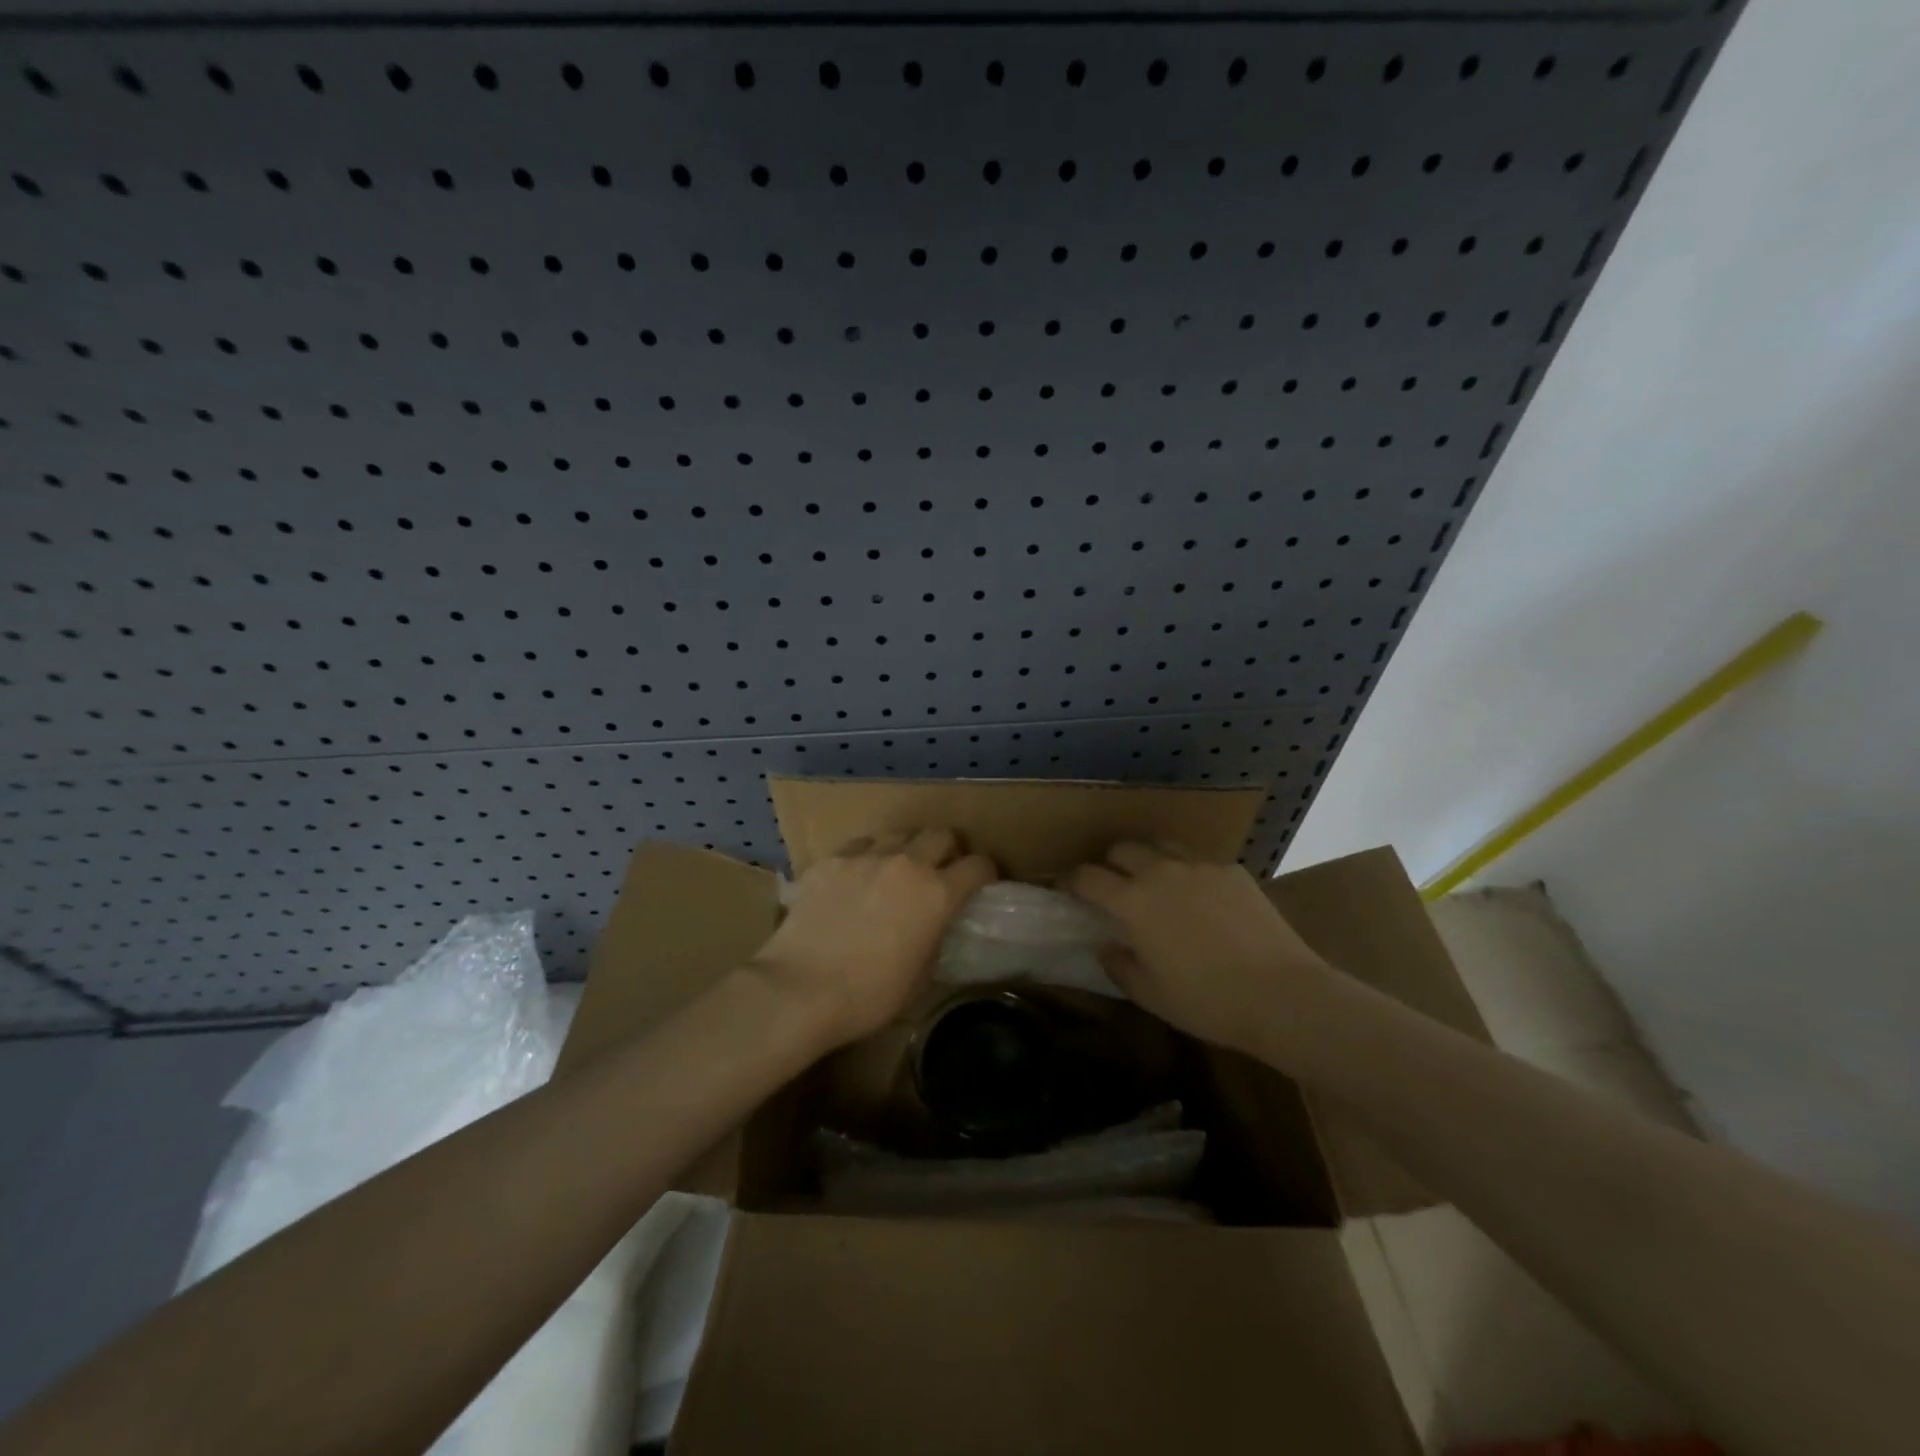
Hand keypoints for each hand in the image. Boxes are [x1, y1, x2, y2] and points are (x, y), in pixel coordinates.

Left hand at [750, 828, 996, 1046]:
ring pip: (898, 833)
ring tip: (895, 871)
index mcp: (937, 894)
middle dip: (948, 851)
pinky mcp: (830, 860)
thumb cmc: (868, 996)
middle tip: (939, 873)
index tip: (980, 885)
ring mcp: (864, 856)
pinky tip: (855, 880)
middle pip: (941, 834)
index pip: (978, 866)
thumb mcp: (920, 976)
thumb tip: (935, 923)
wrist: (798, 990)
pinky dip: (866, 858)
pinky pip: (858, 846)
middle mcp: (906, 863)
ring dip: (906, 849)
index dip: (985, 874)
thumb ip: (935, 938)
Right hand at [1064, 842, 1330, 1053]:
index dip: (1071, 881)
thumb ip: (1119, 966)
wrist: (1282, 994)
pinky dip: (1187, 871)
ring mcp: (1200, 866)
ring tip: (1153, 880)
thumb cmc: (1207, 1001)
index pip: (1087, 877)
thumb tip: (1106, 946)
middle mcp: (1161, 872)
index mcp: (1133, 902)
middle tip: (1111, 885)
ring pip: (1160, 845)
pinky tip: (1199, 896)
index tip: (1067, 890)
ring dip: (1147, 858)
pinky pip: (1199, 860)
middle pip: (1121, 848)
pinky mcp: (1232, 870)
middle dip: (1108, 863)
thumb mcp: (1150, 995)